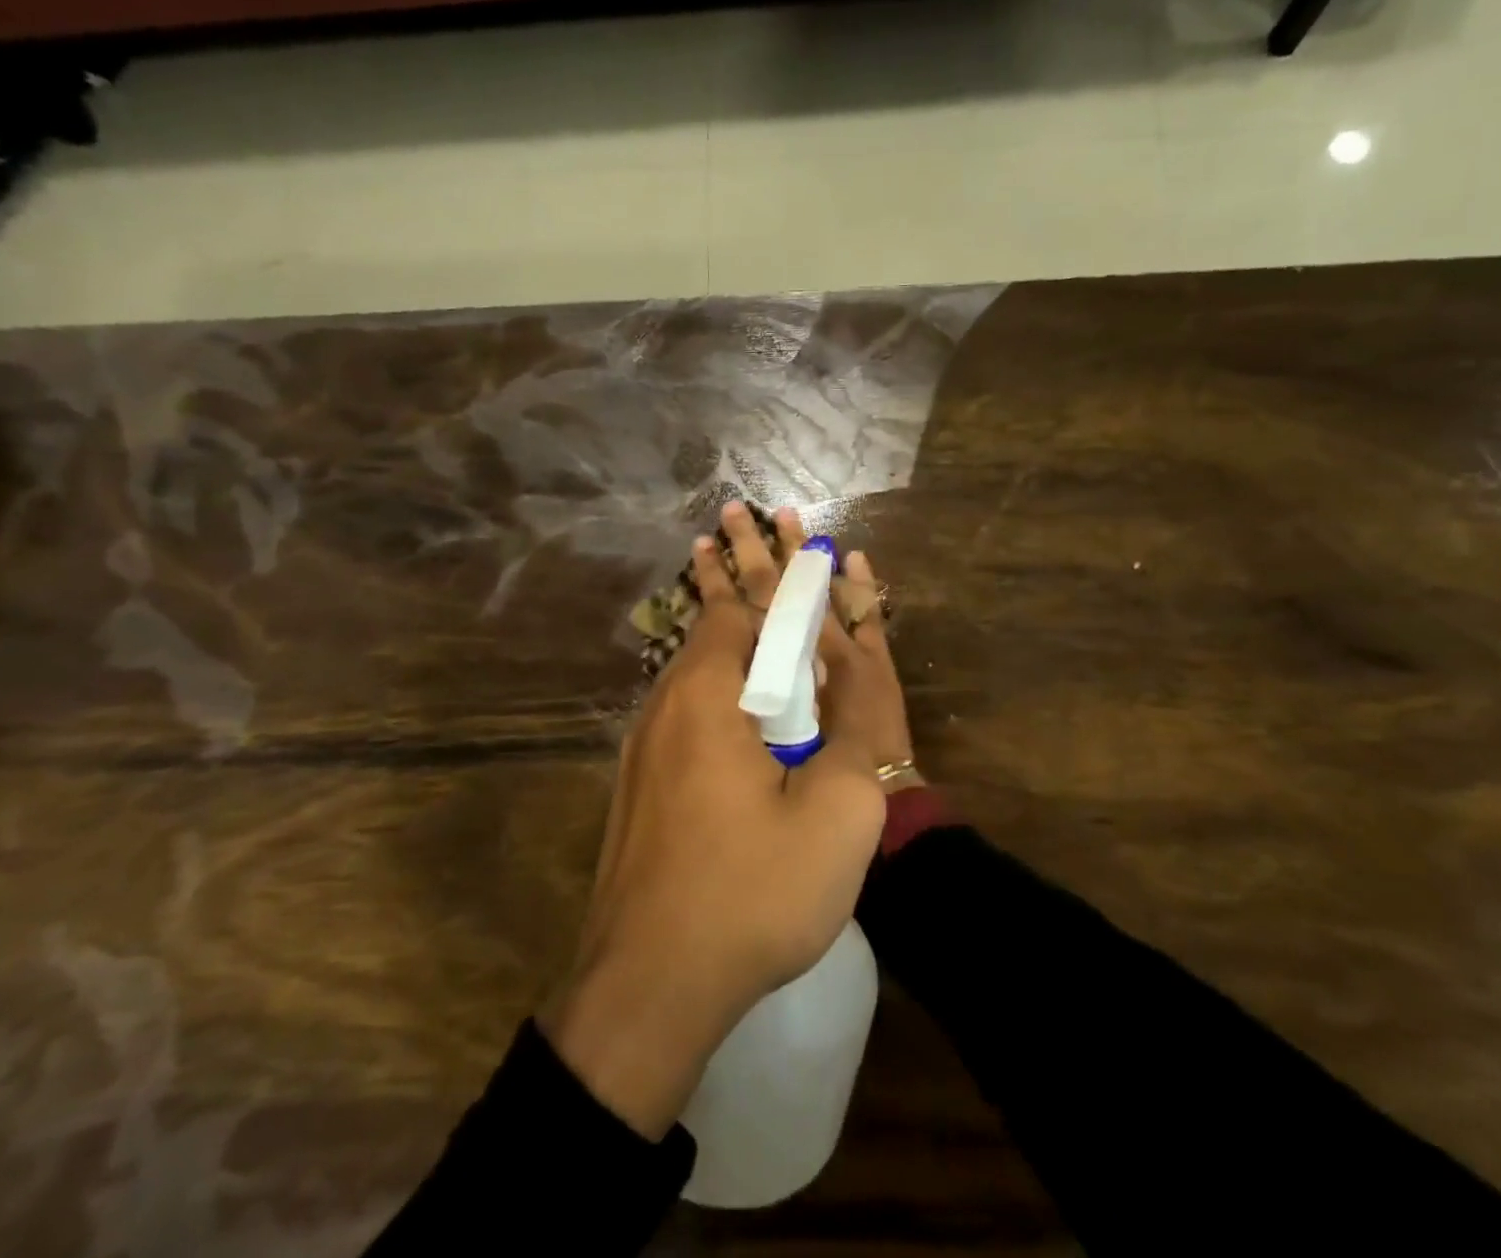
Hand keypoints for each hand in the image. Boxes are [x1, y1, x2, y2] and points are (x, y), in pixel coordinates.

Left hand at [539, 504, 891, 1138]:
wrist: (648, 984)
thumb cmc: (751, 893)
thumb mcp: (837, 812)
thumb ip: (859, 729)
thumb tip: (858, 667)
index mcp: (716, 695)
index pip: (757, 607)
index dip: (783, 565)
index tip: (791, 522)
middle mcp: (671, 702)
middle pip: (714, 617)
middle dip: (734, 565)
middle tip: (732, 517)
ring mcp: (647, 742)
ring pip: (691, 657)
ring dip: (713, 609)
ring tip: (712, 563)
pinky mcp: (641, 779)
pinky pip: (681, 698)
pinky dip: (705, 663)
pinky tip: (711, 669)